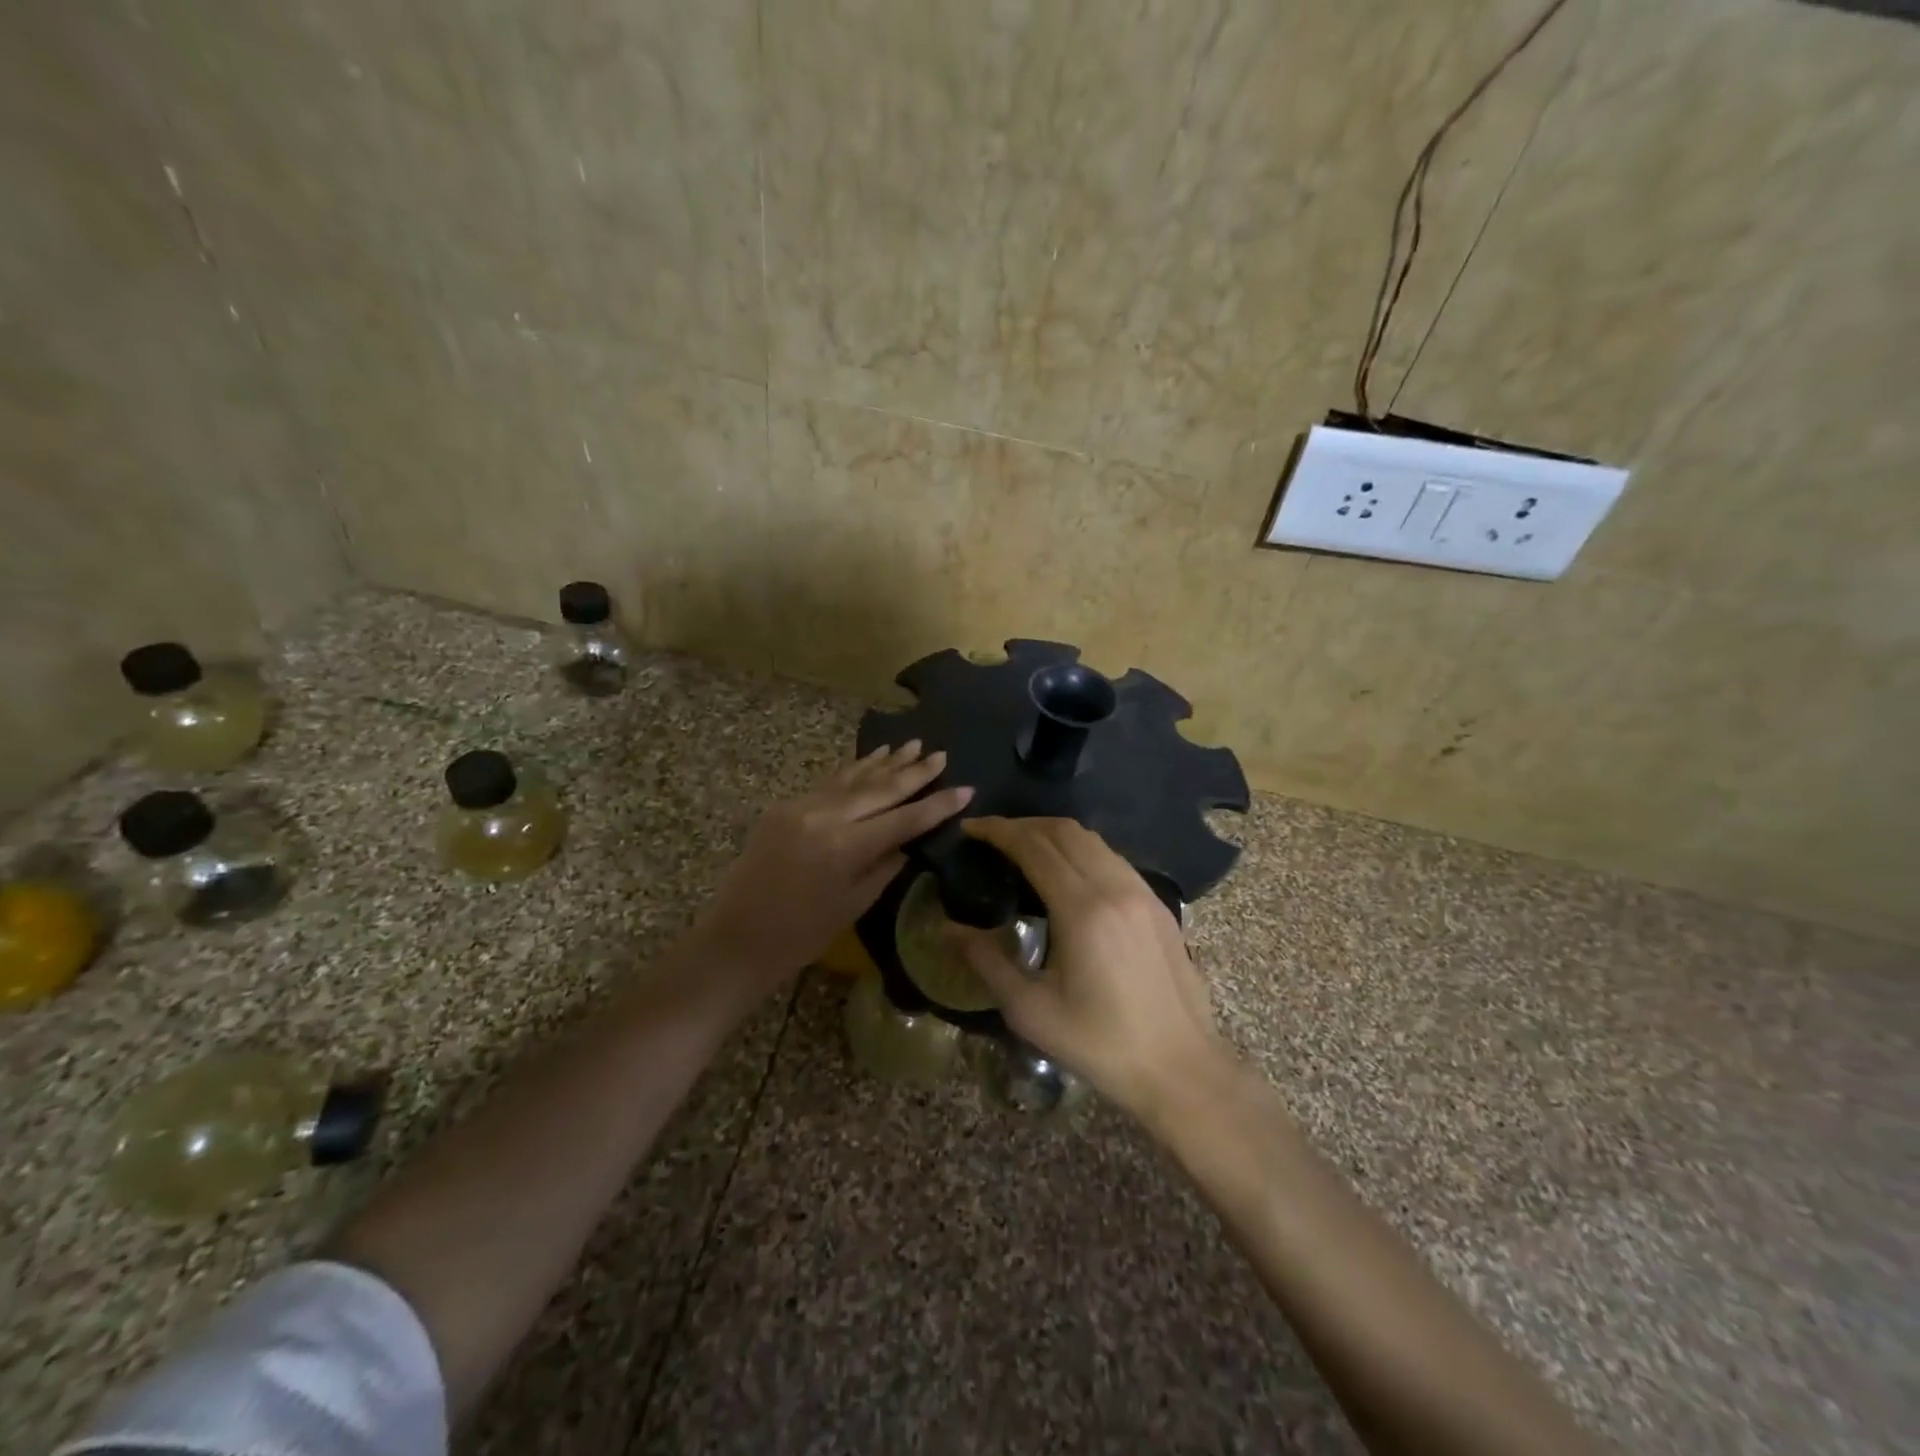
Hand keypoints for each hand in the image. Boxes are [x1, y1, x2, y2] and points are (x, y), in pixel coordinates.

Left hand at [684, 743, 971, 1005]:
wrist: (738, 936)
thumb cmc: (802, 934)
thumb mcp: (854, 903)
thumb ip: (885, 864)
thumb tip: (907, 839)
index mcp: (847, 847)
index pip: (904, 819)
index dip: (937, 805)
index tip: (966, 789)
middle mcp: (826, 817)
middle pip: (881, 788)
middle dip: (914, 772)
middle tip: (941, 755)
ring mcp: (802, 806)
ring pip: (853, 777)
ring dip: (885, 762)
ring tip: (912, 745)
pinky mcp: (785, 806)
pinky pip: (829, 783)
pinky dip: (853, 770)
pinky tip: (872, 758)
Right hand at [949, 817, 1226, 1121]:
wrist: (1180, 1068)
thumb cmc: (1100, 1044)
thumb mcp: (1031, 1011)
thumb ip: (986, 961)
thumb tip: (946, 929)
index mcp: (1082, 909)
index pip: (1034, 846)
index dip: (999, 831)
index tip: (970, 828)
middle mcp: (1115, 887)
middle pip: (1064, 831)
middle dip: (1023, 825)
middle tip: (992, 836)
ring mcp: (1143, 892)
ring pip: (1093, 840)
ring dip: (1054, 833)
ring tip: (1025, 849)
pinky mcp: (1159, 904)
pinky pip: (1113, 858)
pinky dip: (1082, 850)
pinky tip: (1068, 874)